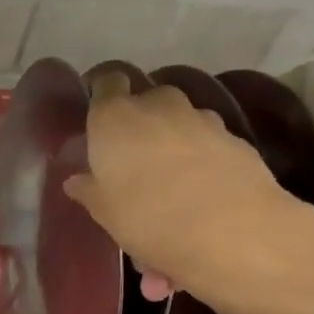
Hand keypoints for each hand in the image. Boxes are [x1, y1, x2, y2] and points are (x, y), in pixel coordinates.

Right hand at [62, 85, 313, 313]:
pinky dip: (201, 159)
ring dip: (173, 140)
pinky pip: (208, 143)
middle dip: (139, 121)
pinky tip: (200, 193)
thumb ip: (89, 190)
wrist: (233, 232)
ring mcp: (202, 120)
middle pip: (146, 100)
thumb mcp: (104, 212)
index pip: (106, 82)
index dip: (102, 93)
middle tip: (131, 157)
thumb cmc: (147, 218)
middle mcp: (158, 106)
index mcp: (115, 117)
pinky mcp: (236, 140)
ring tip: (169, 180)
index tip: (97, 115)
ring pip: (180, 121)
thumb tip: (77, 180)